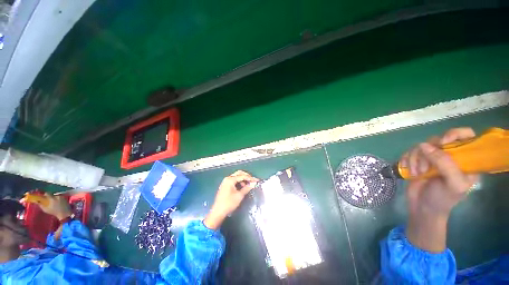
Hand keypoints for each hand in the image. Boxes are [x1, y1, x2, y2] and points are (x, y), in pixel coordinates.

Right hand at [39, 193, 72, 220]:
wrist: (64, 213)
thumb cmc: (54, 212)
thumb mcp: (46, 209)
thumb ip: (40, 205)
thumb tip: (36, 201)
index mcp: (52, 198)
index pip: (47, 193)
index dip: (45, 194)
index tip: (43, 196)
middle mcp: (57, 196)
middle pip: (52, 194)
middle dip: (50, 196)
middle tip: (48, 199)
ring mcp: (62, 197)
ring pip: (56, 195)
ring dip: (54, 197)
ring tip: (53, 201)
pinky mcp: (65, 198)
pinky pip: (60, 196)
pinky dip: (58, 198)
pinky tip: (57, 201)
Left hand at [204, 170, 258, 229]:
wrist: (218, 212)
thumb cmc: (229, 203)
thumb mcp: (240, 195)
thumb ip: (247, 188)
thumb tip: (254, 183)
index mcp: (230, 179)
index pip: (242, 176)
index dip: (250, 178)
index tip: (257, 180)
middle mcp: (227, 178)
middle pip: (239, 173)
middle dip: (246, 176)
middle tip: (252, 181)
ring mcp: (225, 182)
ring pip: (236, 177)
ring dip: (243, 179)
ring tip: (248, 185)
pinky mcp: (225, 186)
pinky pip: (234, 181)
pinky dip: (239, 182)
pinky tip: (242, 187)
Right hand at [402, 127, 479, 251]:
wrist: (422, 208)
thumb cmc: (443, 198)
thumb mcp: (452, 183)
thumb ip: (445, 163)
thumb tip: (423, 145)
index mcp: (466, 159)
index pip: (466, 135)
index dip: (454, 134)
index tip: (442, 144)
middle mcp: (450, 155)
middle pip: (439, 139)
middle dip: (429, 153)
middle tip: (425, 167)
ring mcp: (432, 158)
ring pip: (421, 146)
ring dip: (415, 159)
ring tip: (417, 173)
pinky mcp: (418, 161)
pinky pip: (409, 152)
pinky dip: (407, 160)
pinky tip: (409, 170)